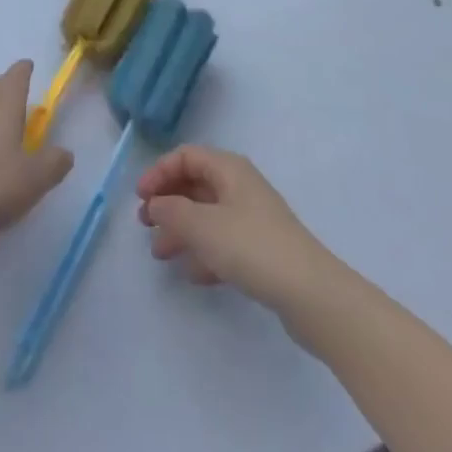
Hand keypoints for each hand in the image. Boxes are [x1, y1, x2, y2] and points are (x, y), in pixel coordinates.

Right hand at [136, 146, 335, 313]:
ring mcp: (252, 218)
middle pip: (195, 185)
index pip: (186, 156)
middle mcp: (240, 186)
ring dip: (181, 230)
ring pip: (207, 215)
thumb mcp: (203, 227)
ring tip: (160, 254)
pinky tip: (192, 274)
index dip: (159, 172)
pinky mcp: (261, 250)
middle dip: (168, 203)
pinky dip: (204, 252)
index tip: (140, 197)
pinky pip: (223, 242)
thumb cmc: (252, 247)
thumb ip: (172, 212)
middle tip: (145, 225)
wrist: (311, 294)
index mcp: (228, 169)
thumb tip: (155, 205)